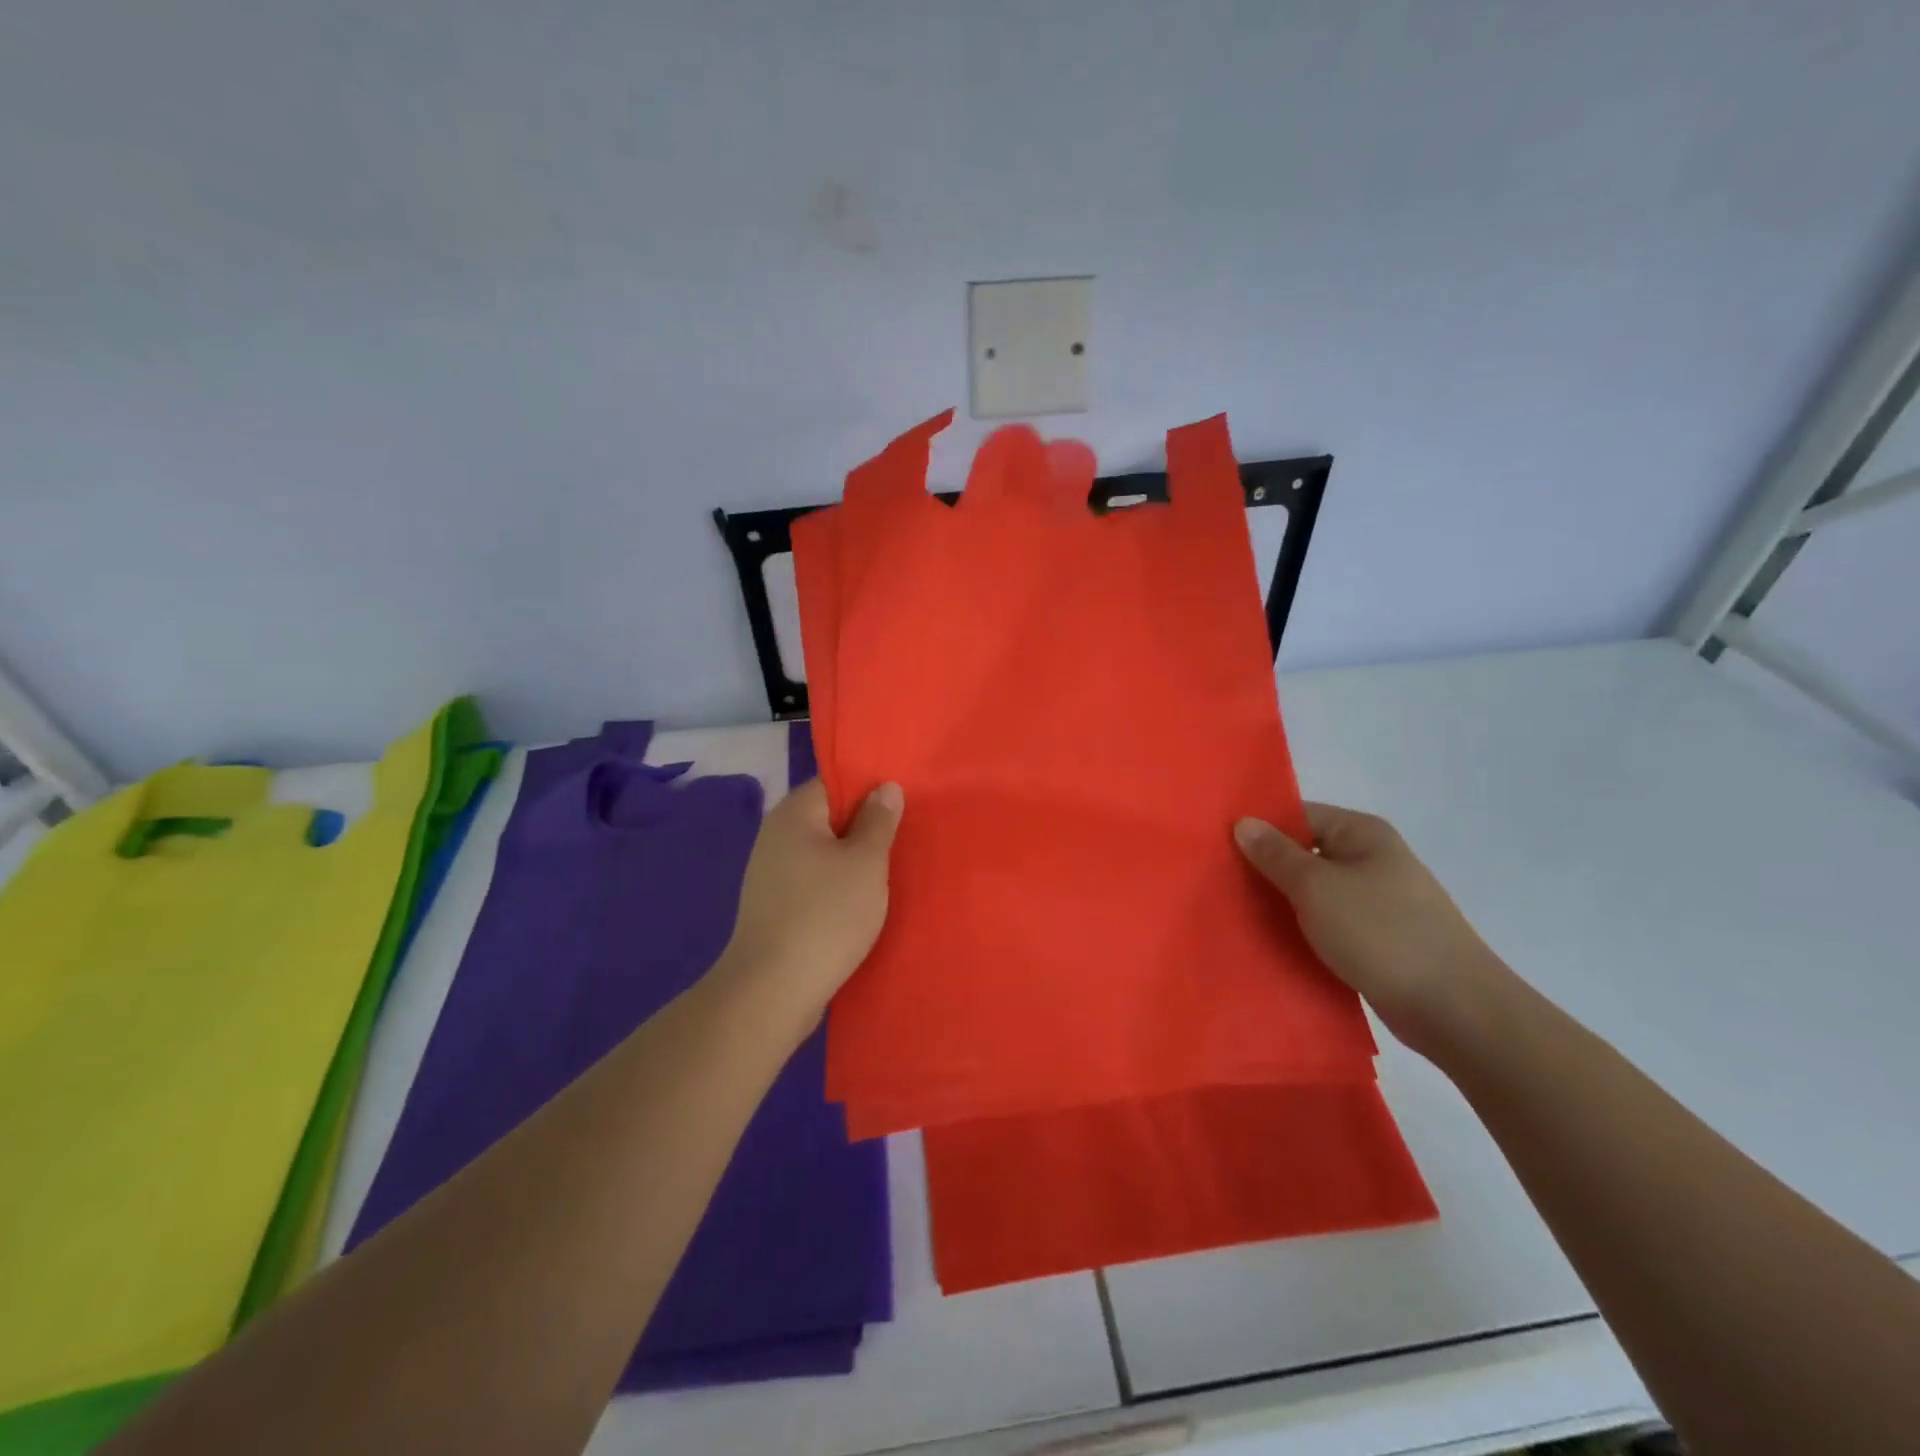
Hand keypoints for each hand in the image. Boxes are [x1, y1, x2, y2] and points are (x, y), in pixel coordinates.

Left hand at [717, 778, 903, 1029]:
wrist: (772, 990)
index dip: (869, 788)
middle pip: (828, 818)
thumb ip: (878, 821)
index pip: (834, 782)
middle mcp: (776, 836)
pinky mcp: (773, 906)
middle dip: (864, 826)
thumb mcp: (865, 862)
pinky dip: (836, 887)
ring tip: (889, 872)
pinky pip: (813, 882)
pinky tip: (860, 903)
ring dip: (852, 861)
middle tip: (904, 837)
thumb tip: (885, 786)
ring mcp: (770, 873)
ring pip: (822, 853)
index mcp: (794, 814)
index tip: (902, 802)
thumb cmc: (826, 915)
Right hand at [1235, 802, 1512, 1057]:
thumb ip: (1275, 854)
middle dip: (1265, 868)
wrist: (1455, 1009)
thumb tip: (1243, 822)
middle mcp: (1371, 859)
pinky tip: (1272, 942)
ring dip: (1281, 903)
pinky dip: (1303, 930)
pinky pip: (1328, 923)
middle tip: (1218, 882)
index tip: (1217, 846)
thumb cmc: (1381, 933)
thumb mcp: (1316, 887)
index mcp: (1362, 834)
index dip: (1259, 828)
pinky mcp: (1378, 938)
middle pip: (1304, 853)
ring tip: (1236, 913)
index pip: (1298, 815)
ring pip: (1314, 892)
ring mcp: (1378, 900)